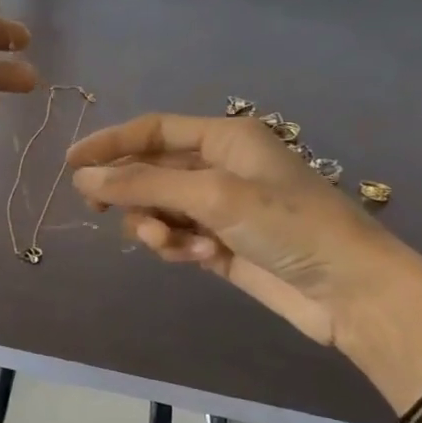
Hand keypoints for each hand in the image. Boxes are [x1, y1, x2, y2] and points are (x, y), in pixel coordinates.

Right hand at [67, 113, 415, 345]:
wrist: (351, 291)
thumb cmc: (287, 225)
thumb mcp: (212, 195)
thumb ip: (143, 184)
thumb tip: (83, 177)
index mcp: (224, 138)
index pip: (152, 131)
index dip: (109, 143)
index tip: (70, 163)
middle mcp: (219, 166)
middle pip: (151, 171)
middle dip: (130, 193)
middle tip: (96, 211)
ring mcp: (219, 207)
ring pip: (159, 209)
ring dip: (156, 226)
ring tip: (173, 245)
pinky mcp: (220, 244)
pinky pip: (177, 237)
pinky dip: (178, 247)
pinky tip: (201, 258)